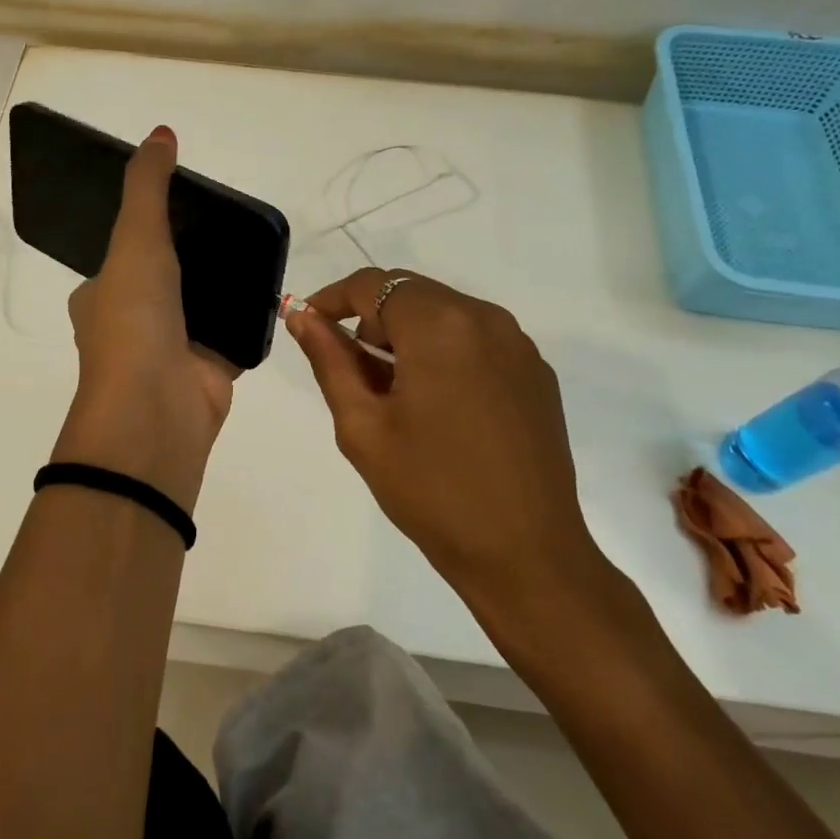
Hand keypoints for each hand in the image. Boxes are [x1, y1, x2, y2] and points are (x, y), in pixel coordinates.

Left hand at [51, 126, 237, 511]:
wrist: (156, 410)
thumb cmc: (134, 320)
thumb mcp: (135, 240)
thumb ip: (148, 187)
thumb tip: (161, 132)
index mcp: (102, 295)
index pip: (126, 254)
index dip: (150, 229)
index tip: (185, 206)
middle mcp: (134, 324)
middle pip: (169, 279)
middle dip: (195, 258)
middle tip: (233, 226)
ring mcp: (172, 351)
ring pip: (202, 308)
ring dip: (223, 287)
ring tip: (258, 251)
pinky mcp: (209, 372)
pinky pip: (233, 336)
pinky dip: (248, 318)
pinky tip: (273, 292)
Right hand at [285, 268, 611, 605]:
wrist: (526, 554)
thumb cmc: (431, 490)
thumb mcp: (363, 425)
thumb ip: (330, 359)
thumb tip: (302, 316)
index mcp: (439, 325)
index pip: (372, 284)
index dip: (332, 298)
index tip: (308, 326)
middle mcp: (485, 318)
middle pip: (410, 294)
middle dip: (371, 320)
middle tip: (350, 372)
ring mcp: (518, 344)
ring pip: (444, 314)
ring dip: (408, 337)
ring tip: (393, 395)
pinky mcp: (536, 372)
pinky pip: (476, 340)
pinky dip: (444, 353)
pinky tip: (439, 407)